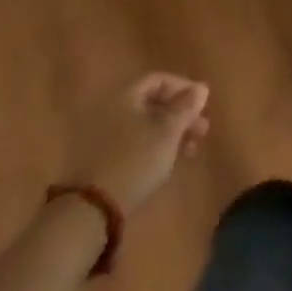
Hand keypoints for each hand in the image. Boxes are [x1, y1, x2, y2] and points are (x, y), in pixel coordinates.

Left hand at [61, 72, 210, 216]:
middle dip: (180, 114)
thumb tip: (201, 88)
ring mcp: (100, 136)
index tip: (202, 104)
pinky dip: (152, 146)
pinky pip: (131, 143)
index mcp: (124, 95)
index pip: (158, 79)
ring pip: (143, 125)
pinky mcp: (97, 161)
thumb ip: (186, 107)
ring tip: (189, 150)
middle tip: (202, 130)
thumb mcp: (168, 131)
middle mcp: (109, 109)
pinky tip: (165, 162)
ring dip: (169, 133)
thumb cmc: (135, 160)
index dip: (184, 87)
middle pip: (151, 103)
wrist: (89, 210)